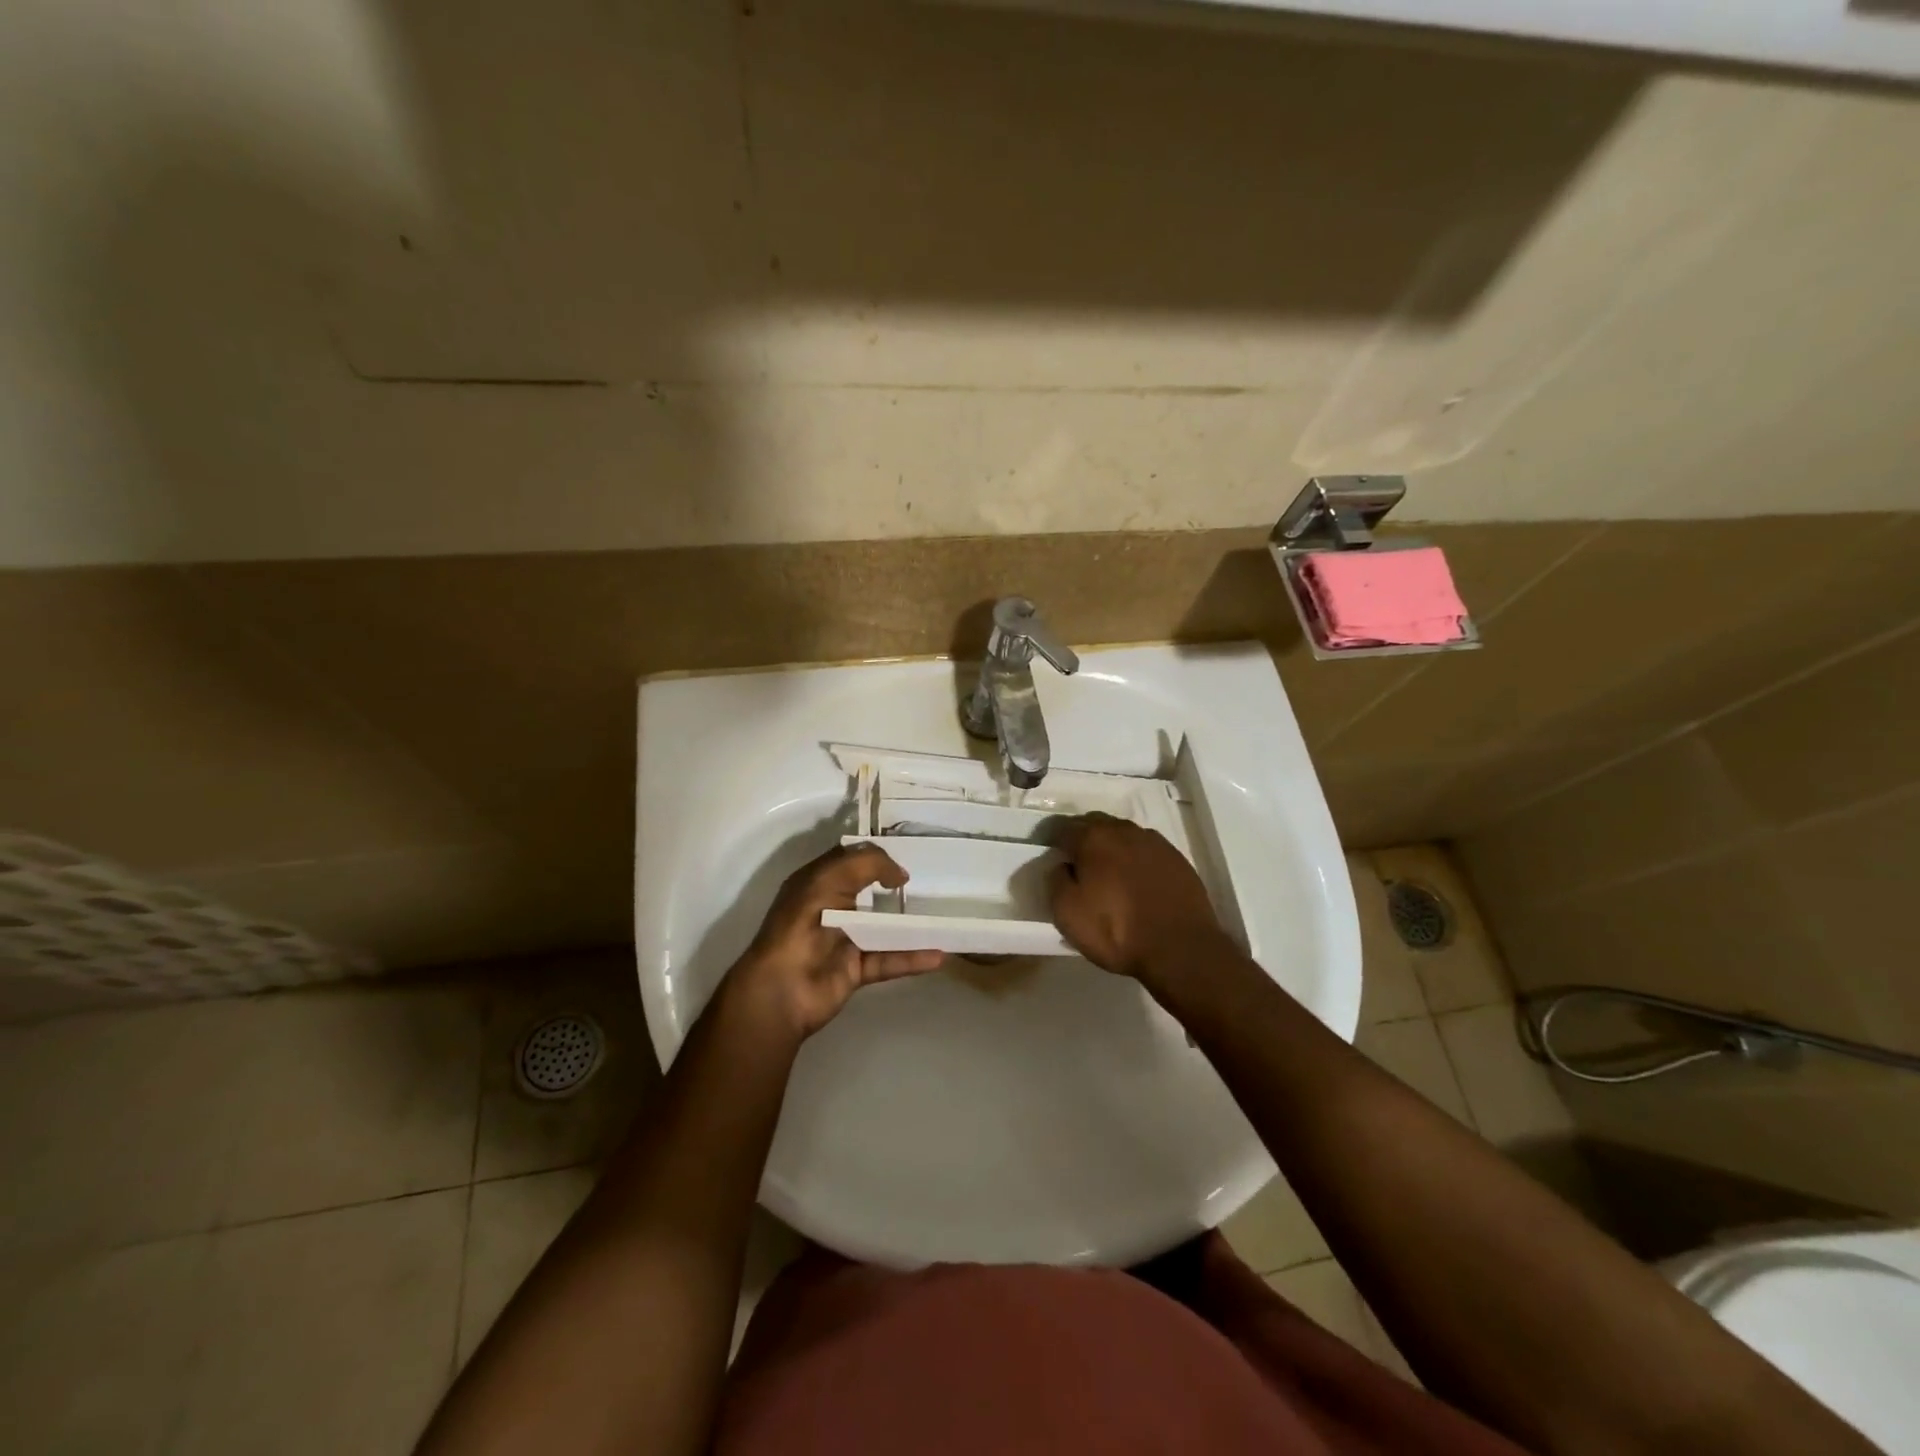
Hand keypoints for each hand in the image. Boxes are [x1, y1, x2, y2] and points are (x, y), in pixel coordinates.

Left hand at [728, 842, 943, 1039]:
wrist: (783, 988)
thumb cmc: (804, 922)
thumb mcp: (832, 877)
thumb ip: (869, 864)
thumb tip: (900, 874)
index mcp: (816, 882)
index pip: (849, 860)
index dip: (874, 855)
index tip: (906, 855)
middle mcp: (829, 908)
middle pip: (867, 892)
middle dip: (894, 887)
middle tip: (929, 883)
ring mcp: (842, 940)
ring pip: (882, 928)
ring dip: (910, 924)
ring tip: (941, 917)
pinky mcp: (854, 969)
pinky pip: (889, 959)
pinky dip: (912, 958)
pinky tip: (938, 955)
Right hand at [1049, 814, 1224, 981]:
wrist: (1181, 948)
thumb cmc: (1116, 931)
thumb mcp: (1067, 914)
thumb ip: (1056, 881)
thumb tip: (1061, 865)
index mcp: (1093, 838)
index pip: (1063, 828)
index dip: (1054, 842)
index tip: (1052, 857)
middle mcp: (1123, 830)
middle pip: (1095, 824)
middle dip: (1083, 838)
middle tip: (1077, 863)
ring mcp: (1154, 842)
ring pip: (1123, 834)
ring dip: (1111, 846)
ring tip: (1108, 872)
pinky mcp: (1176, 858)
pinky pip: (1146, 849)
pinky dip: (1136, 858)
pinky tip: (1136, 879)